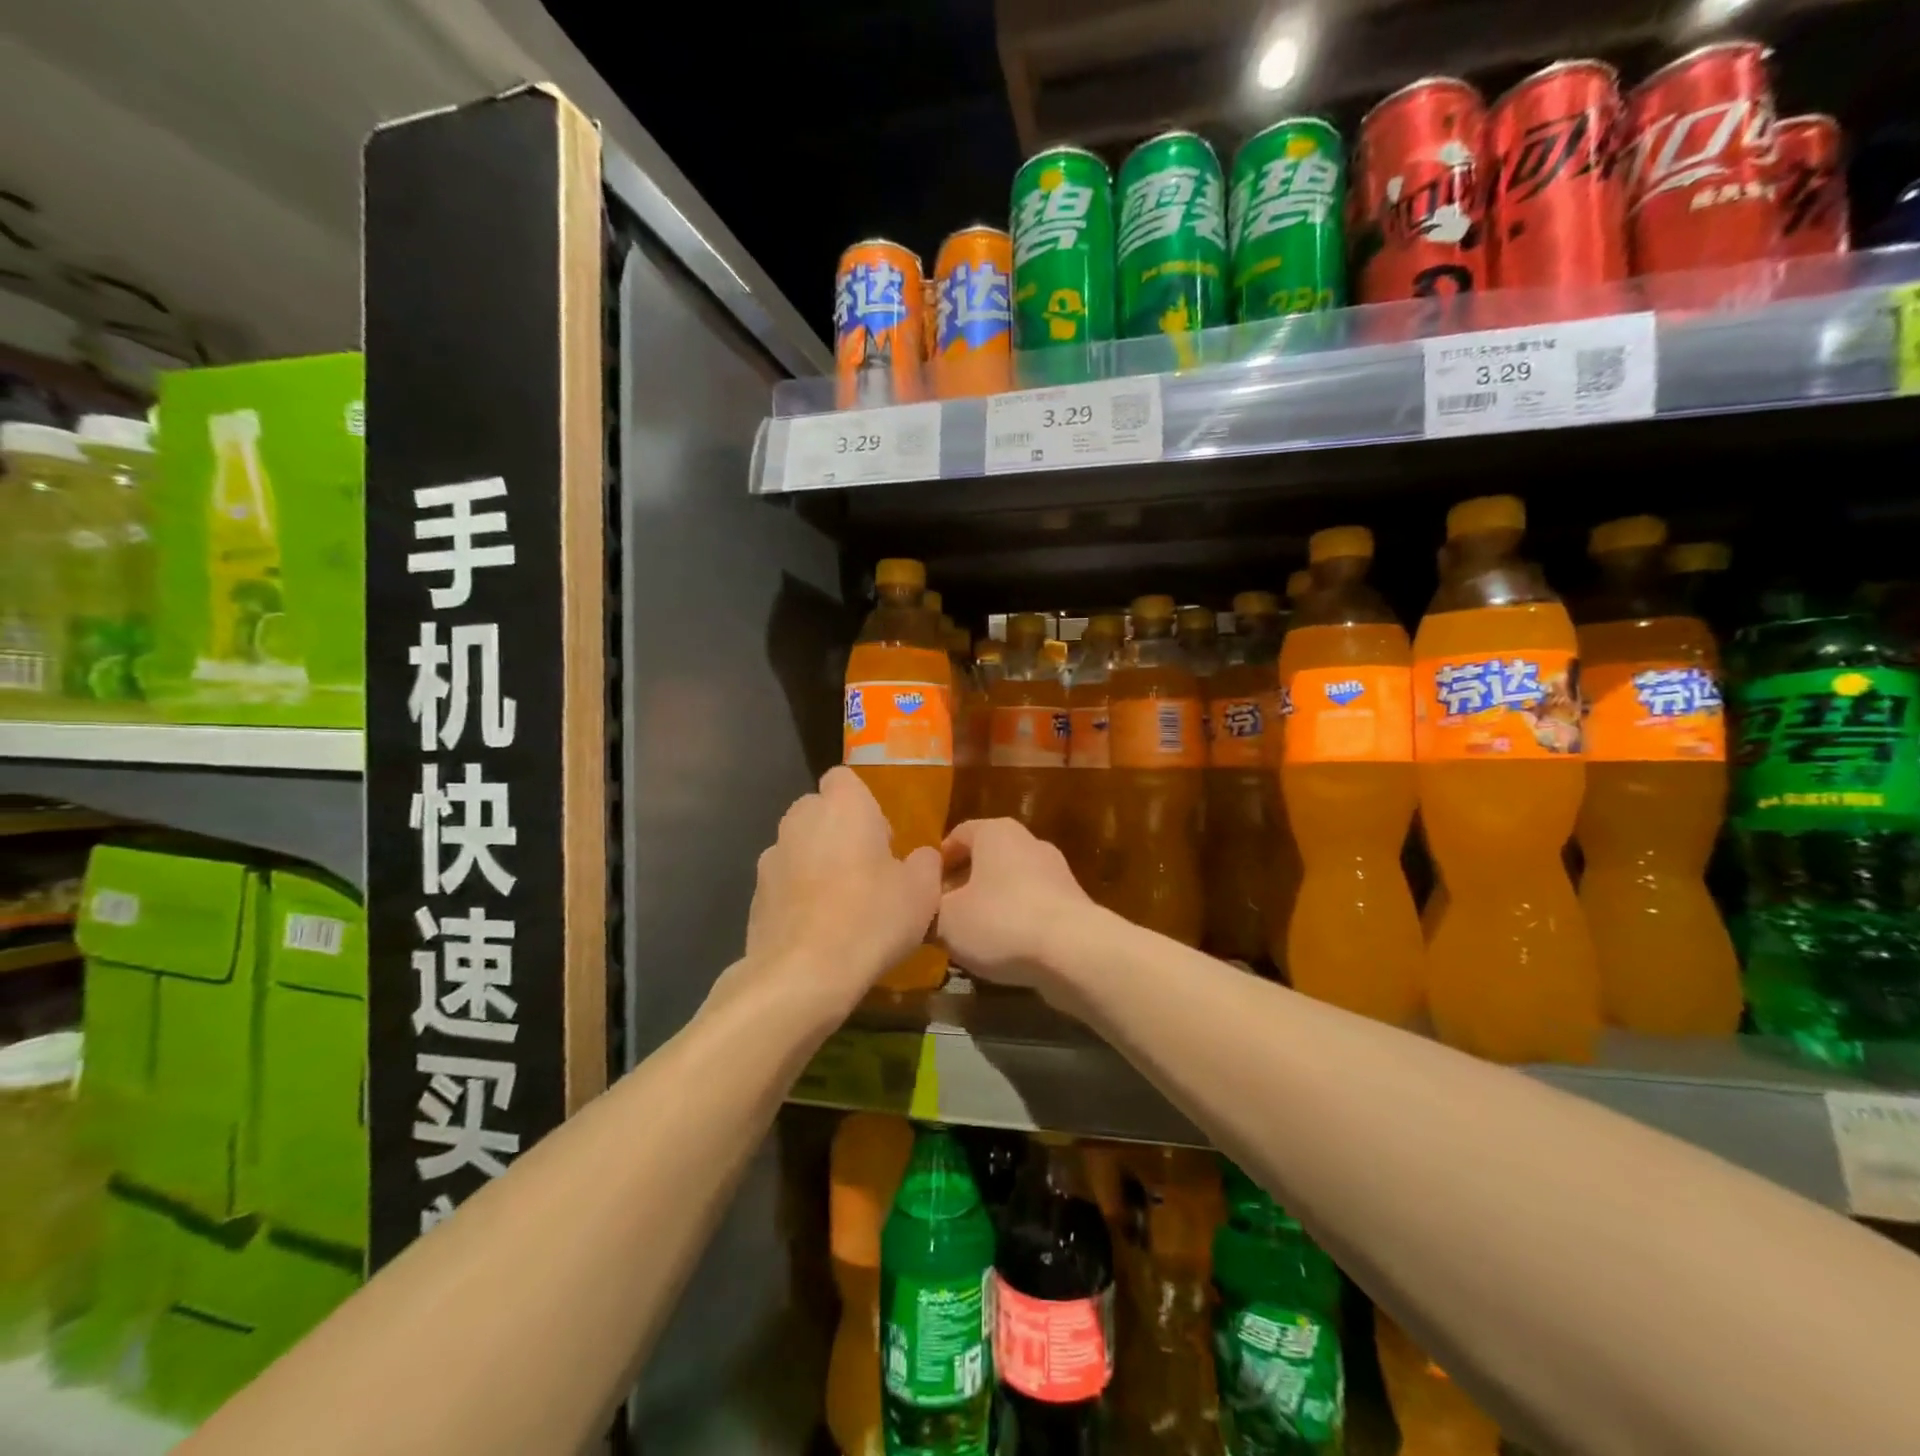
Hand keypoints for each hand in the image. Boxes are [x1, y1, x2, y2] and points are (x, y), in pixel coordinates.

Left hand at [736, 767, 941, 1017]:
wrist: (803, 974)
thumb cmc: (871, 918)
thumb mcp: (922, 892)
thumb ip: (925, 862)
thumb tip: (921, 857)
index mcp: (843, 806)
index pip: (844, 778)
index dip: (862, 801)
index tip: (881, 834)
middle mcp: (800, 820)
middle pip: (819, 811)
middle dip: (839, 831)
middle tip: (867, 868)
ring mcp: (771, 857)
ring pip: (799, 847)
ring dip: (816, 863)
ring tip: (842, 904)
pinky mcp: (755, 895)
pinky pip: (784, 883)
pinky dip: (798, 896)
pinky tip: (818, 930)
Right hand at [937, 818, 1093, 1001]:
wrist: (1073, 952)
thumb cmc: (1001, 921)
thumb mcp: (945, 920)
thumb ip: (927, 911)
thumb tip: (920, 912)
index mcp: (996, 832)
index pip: (958, 834)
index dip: (937, 861)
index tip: (923, 889)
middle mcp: (1028, 842)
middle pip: (986, 858)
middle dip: (963, 884)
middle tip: (943, 913)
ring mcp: (1056, 872)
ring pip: (1010, 883)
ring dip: (990, 904)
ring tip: (970, 937)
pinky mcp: (1073, 903)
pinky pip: (1033, 906)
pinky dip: (1016, 922)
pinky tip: (1004, 950)